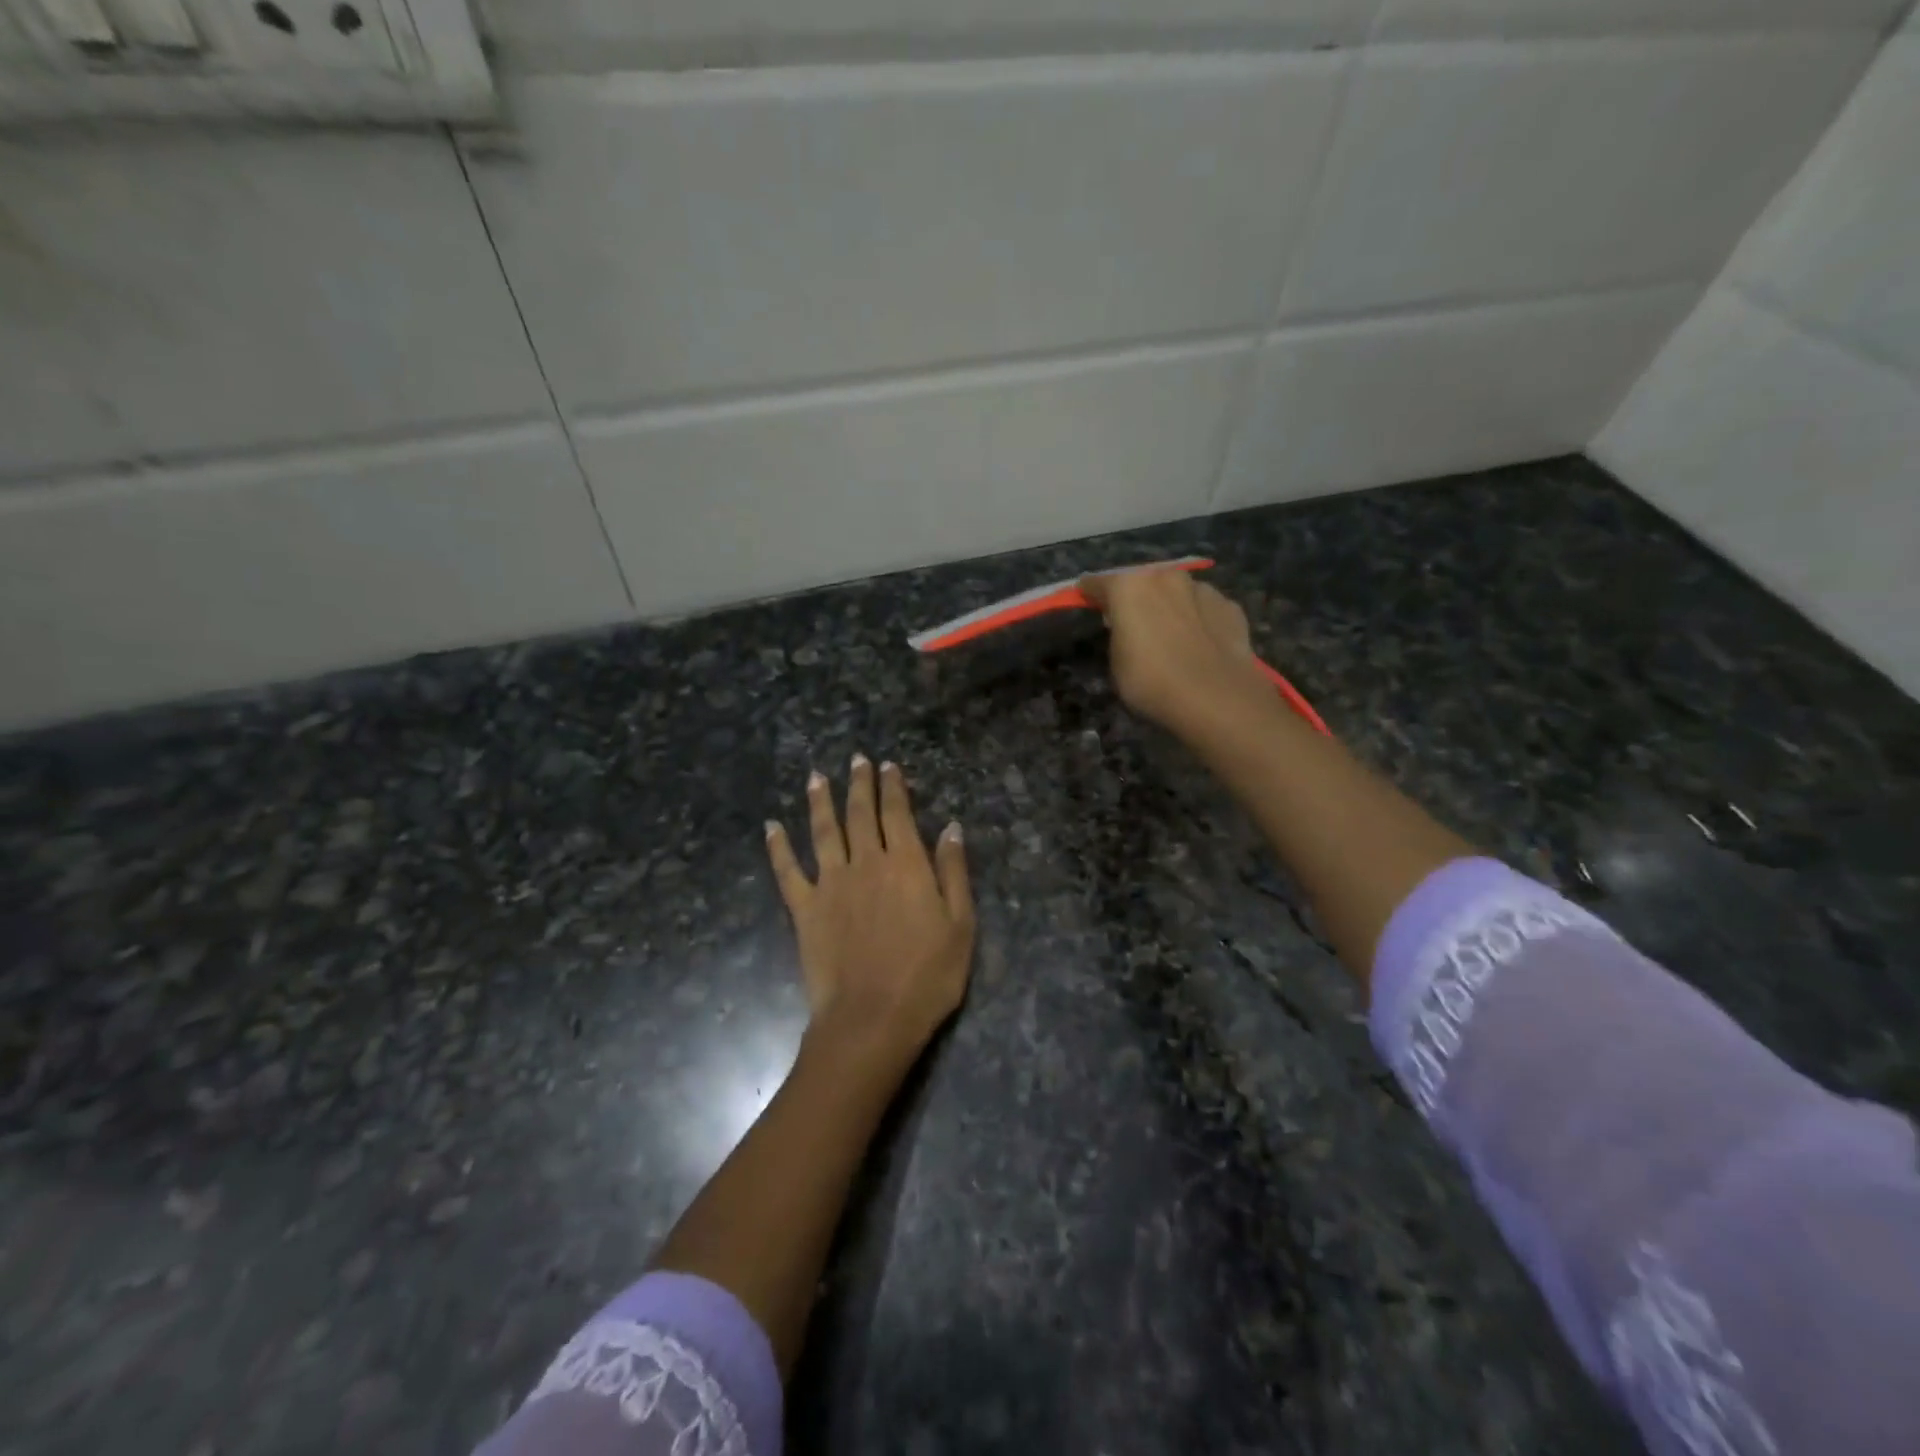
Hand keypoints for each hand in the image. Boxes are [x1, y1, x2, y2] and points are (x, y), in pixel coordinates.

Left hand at [766, 757, 974, 1070]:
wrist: (871, 1019)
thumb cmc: (927, 976)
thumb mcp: (960, 925)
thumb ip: (953, 872)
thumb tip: (951, 827)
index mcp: (905, 864)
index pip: (897, 813)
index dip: (892, 787)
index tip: (888, 766)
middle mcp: (865, 863)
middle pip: (860, 814)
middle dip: (859, 783)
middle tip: (856, 759)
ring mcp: (830, 884)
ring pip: (823, 831)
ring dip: (819, 801)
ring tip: (816, 777)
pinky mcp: (805, 910)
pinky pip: (788, 871)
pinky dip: (778, 847)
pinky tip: (771, 827)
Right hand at [1079, 566, 1268, 732]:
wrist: (1216, 697)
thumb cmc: (1151, 681)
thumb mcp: (1117, 663)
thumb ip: (1118, 635)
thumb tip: (1128, 628)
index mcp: (1129, 587)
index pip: (1098, 583)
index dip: (1090, 594)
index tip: (1087, 603)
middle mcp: (1165, 578)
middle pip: (1142, 581)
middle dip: (1136, 597)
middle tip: (1134, 622)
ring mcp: (1202, 589)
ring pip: (1178, 592)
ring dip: (1171, 605)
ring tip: (1172, 634)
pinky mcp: (1230, 606)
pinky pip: (1205, 608)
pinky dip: (1199, 619)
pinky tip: (1201, 643)